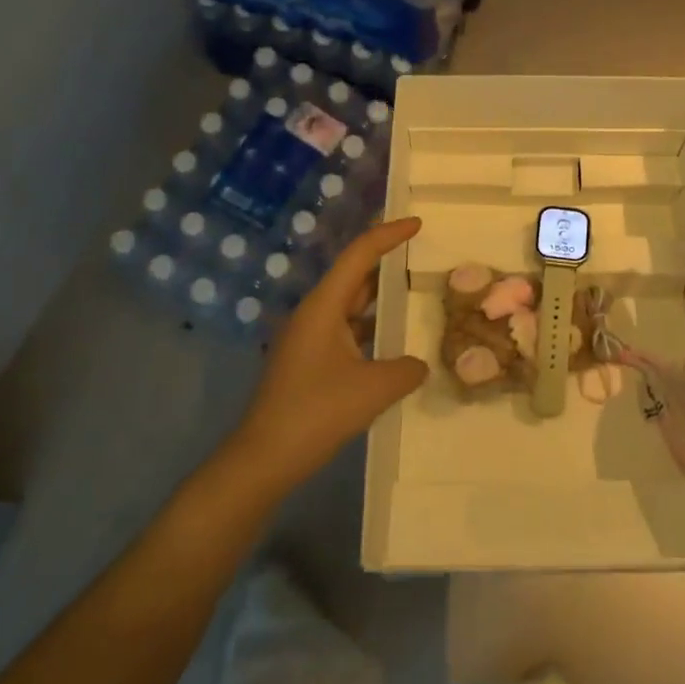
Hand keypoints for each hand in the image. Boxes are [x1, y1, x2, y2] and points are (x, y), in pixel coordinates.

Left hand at [232, 217, 427, 491]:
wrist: (263, 460)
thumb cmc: (316, 413)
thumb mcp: (373, 389)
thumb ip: (406, 369)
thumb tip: (419, 364)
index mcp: (324, 306)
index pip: (360, 255)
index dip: (389, 234)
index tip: (417, 223)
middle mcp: (314, 313)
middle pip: (354, 275)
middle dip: (386, 262)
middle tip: (421, 254)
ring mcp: (309, 338)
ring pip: (350, 305)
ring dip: (379, 298)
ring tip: (414, 293)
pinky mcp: (309, 361)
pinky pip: (346, 330)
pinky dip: (370, 327)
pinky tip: (393, 341)